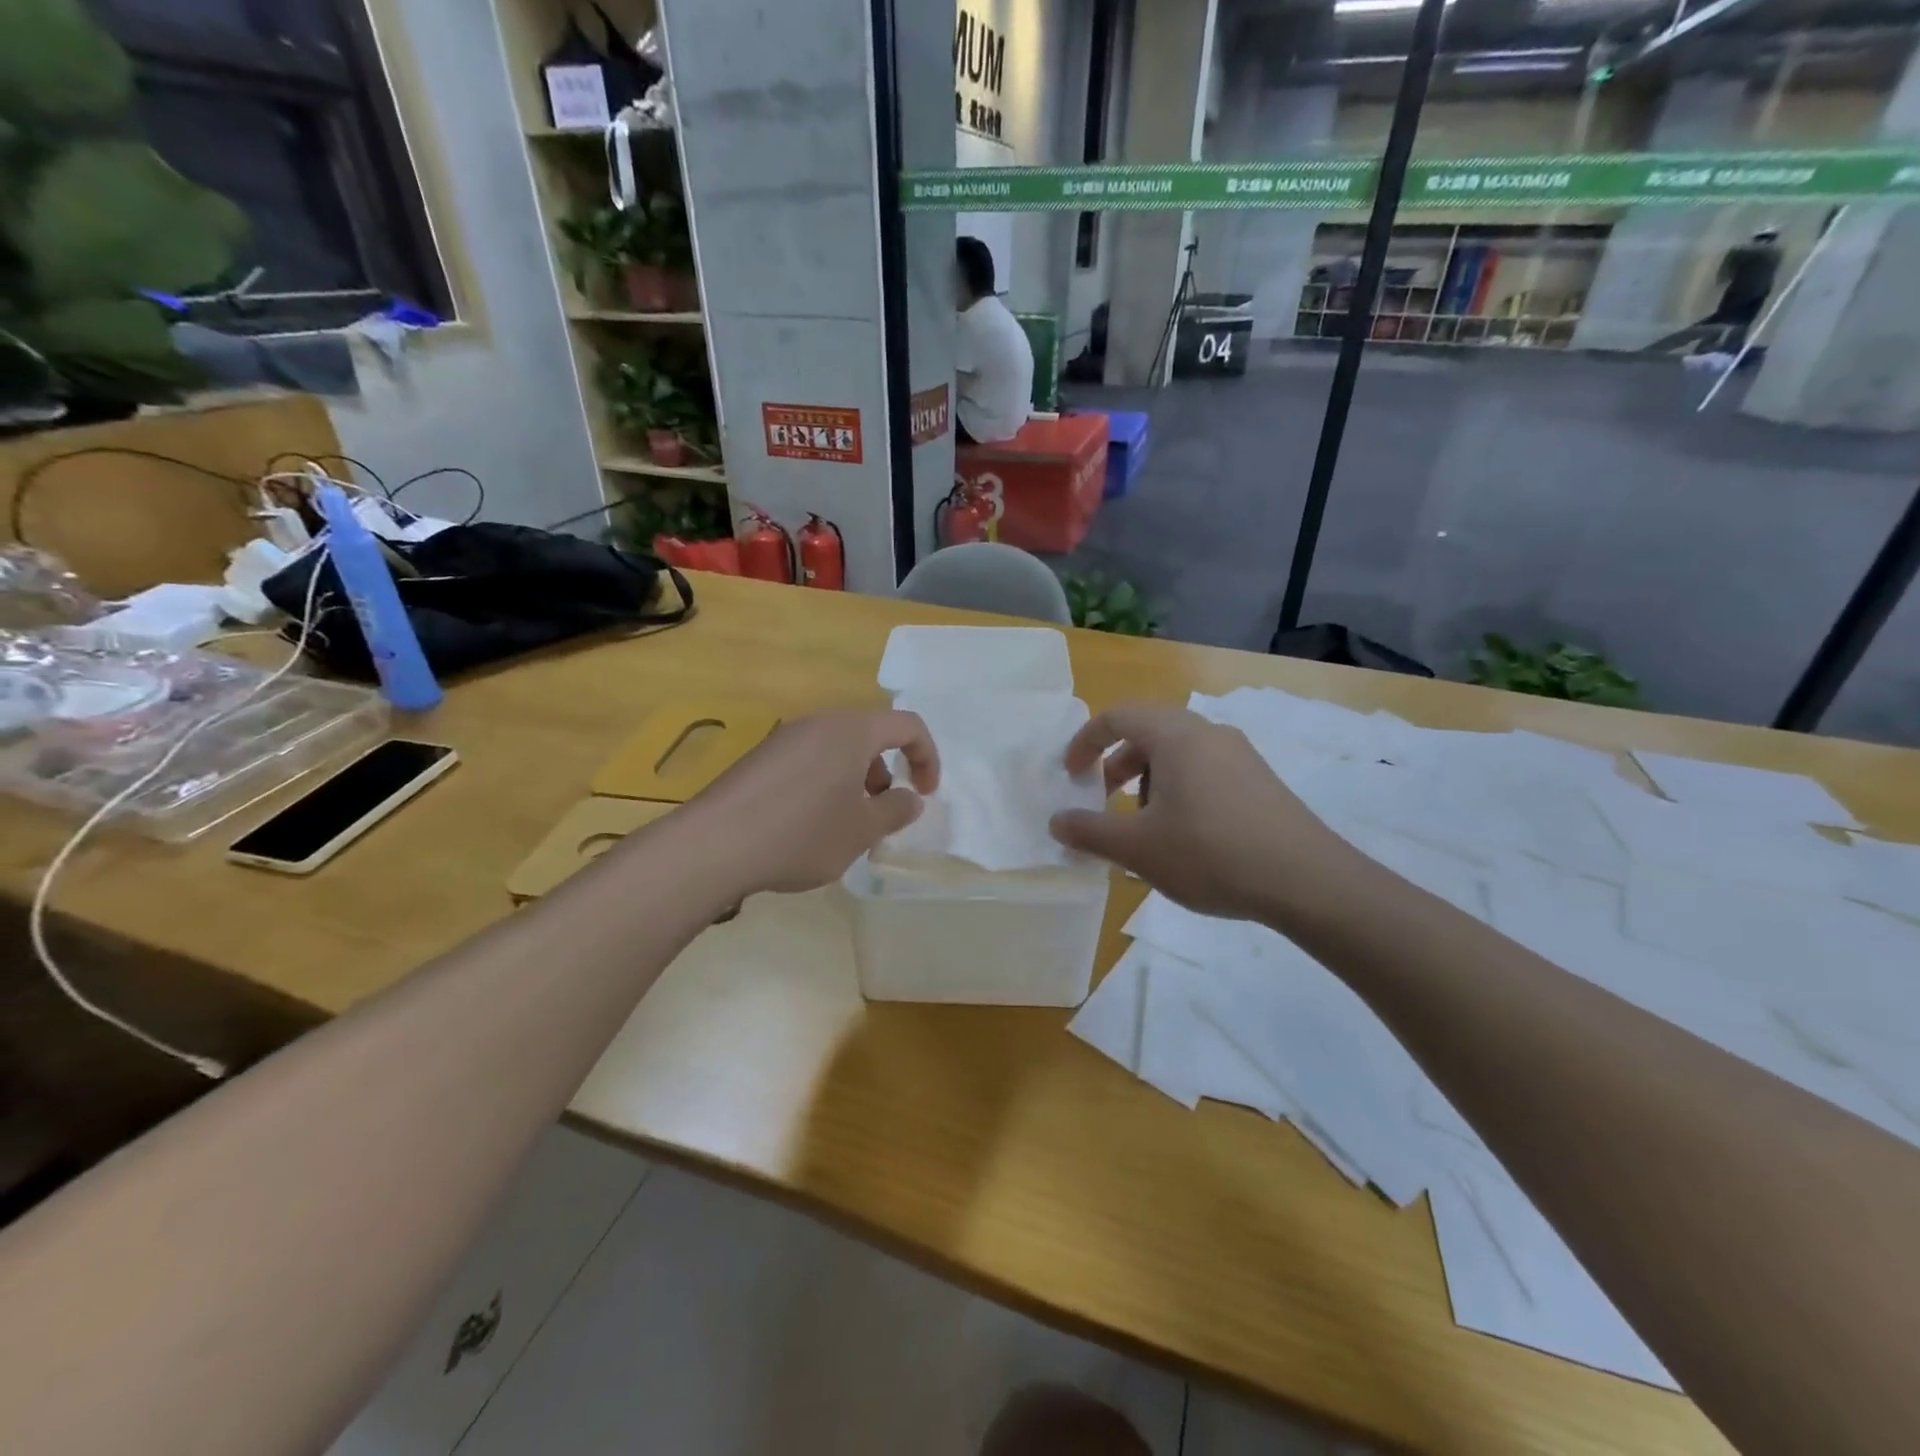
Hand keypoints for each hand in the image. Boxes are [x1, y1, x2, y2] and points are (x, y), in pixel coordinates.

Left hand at [679, 708, 939, 896]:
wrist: (714, 845)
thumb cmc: (803, 833)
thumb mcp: (862, 829)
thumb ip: (896, 810)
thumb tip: (909, 798)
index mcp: (852, 731)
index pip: (907, 725)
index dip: (927, 758)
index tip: (925, 795)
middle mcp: (818, 724)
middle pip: (869, 736)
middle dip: (887, 773)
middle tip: (880, 815)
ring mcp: (784, 739)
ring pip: (837, 751)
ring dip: (855, 782)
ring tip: (844, 827)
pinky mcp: (759, 759)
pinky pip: (808, 762)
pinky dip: (824, 786)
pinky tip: (806, 827)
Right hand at [1048, 703, 1345, 921]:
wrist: (1307, 881)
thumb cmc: (1210, 853)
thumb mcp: (1138, 848)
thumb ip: (1089, 832)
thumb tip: (1056, 822)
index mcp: (1175, 735)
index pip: (1117, 716)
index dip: (1085, 742)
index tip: (1071, 775)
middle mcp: (1209, 733)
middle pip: (1148, 732)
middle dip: (1116, 765)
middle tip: (1103, 801)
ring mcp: (1240, 755)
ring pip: (1178, 754)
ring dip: (1148, 781)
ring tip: (1146, 827)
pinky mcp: (1261, 780)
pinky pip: (1205, 771)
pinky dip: (1179, 791)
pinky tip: (1186, 837)